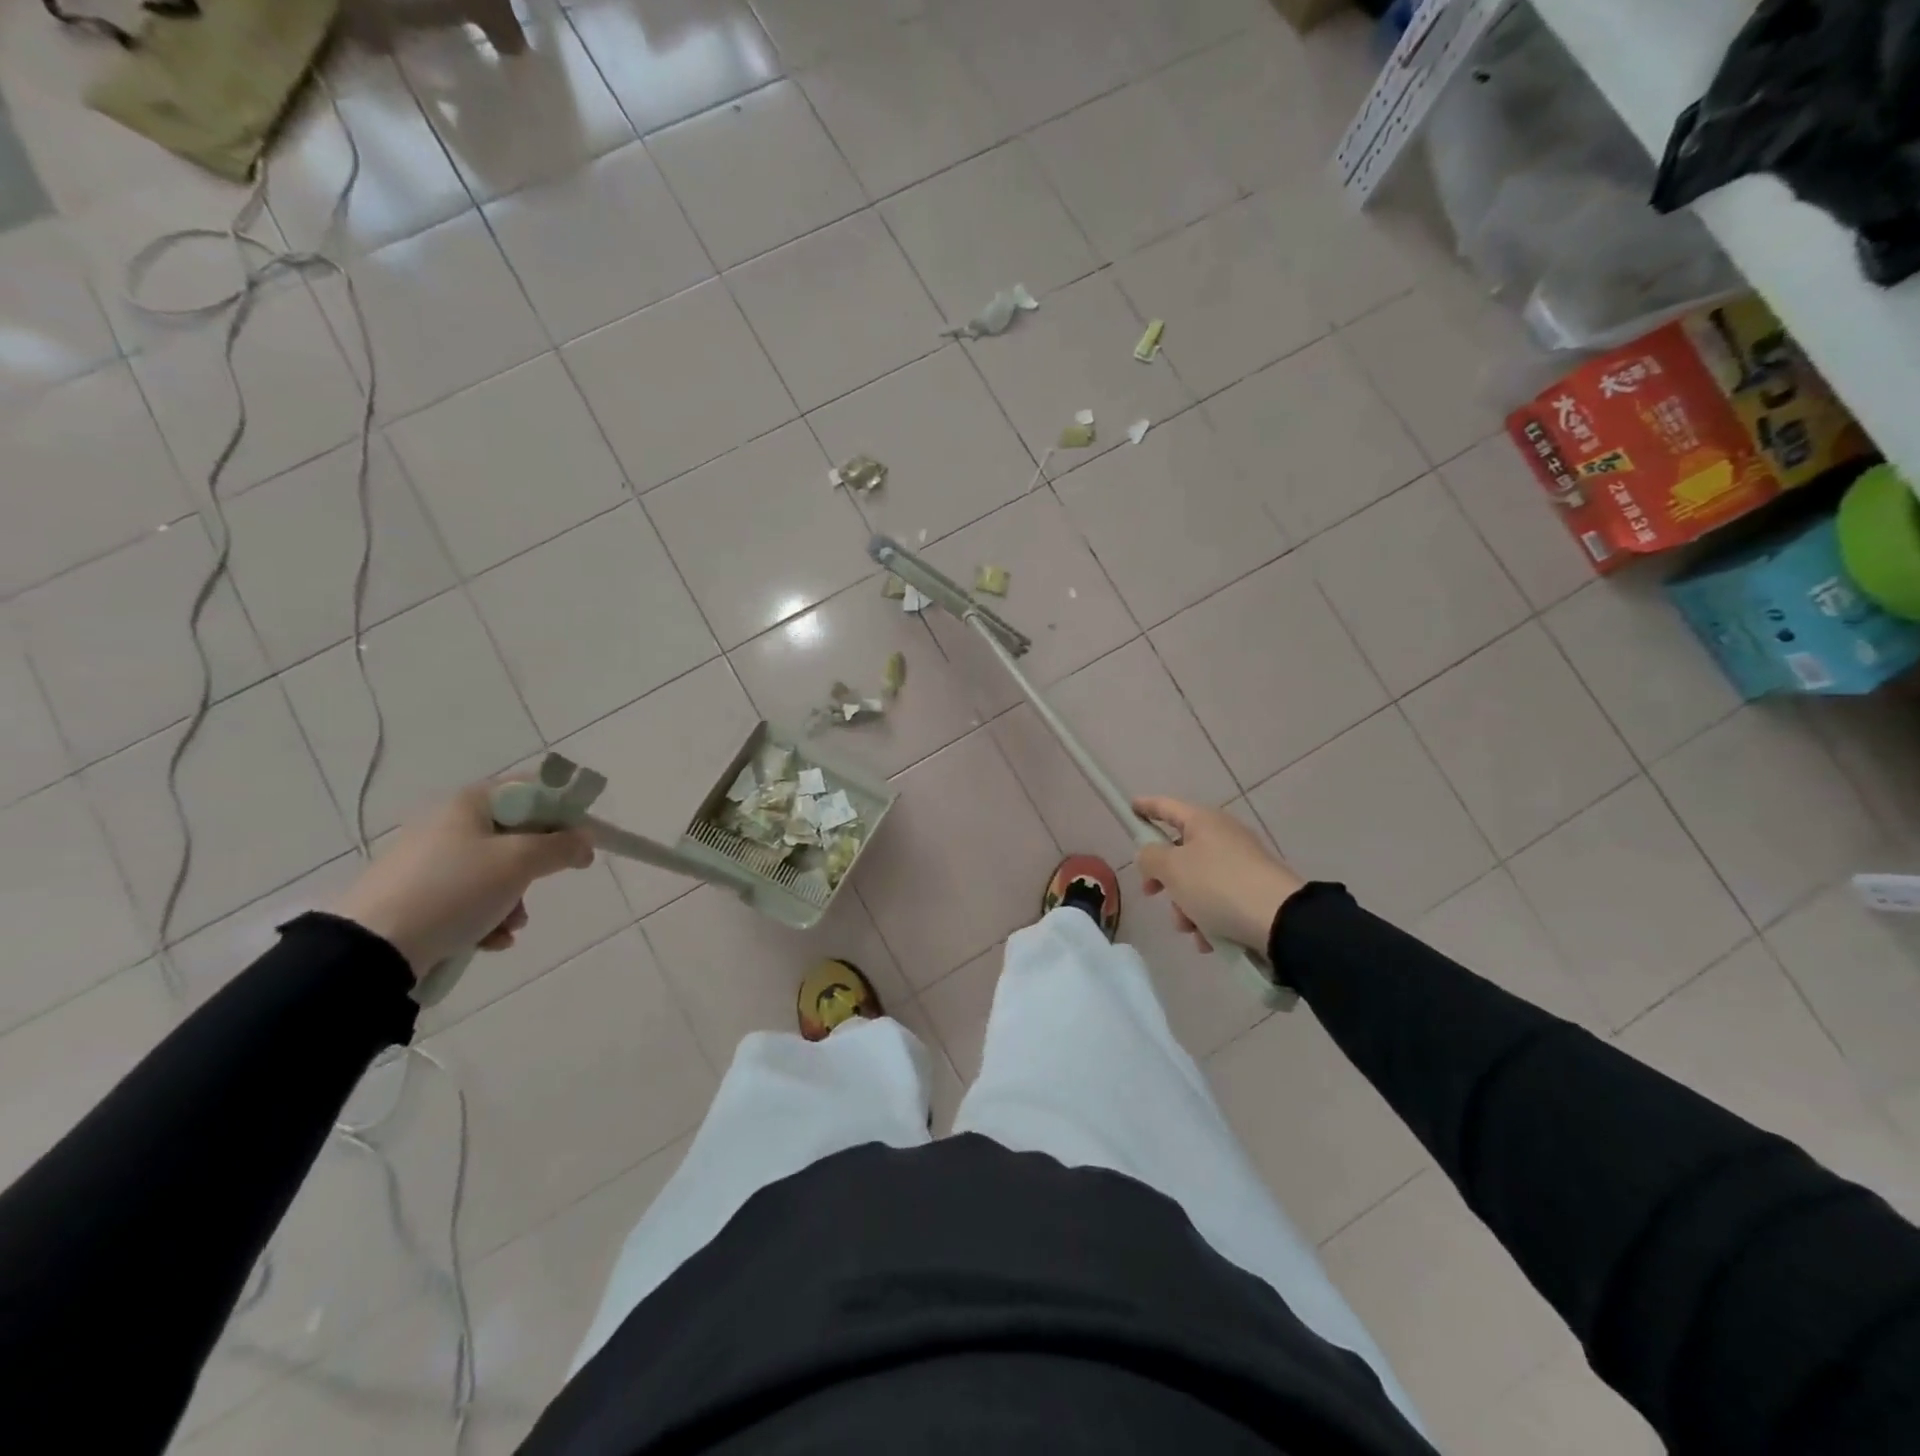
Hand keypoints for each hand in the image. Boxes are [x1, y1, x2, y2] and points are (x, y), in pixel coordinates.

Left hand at [328, 780, 594, 978]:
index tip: (583, 839)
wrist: (372, 948)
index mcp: (470, 802)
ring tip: (513, 924)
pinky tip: (492, 940)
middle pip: (517, 834)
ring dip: (515, 898)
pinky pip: (471, 898)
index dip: (564, 810)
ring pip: (497, 871)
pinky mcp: (419, 896)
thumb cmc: (455, 890)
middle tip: (548, 881)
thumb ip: (562, 846)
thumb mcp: (520, 862)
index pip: (532, 790)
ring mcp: (431, 861)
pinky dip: (488, 917)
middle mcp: (449, 824)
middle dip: (538, 865)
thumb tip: (585, 840)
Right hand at [1133, 797, 1303, 955]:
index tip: (1130, 807)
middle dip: (1164, 878)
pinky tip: (1208, 940)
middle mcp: (1223, 836)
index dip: (1146, 807)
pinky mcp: (1254, 891)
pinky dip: (1209, 919)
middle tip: (1151, 893)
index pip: (1166, 806)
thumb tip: (1151, 855)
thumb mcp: (1172, 869)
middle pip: (1180, 851)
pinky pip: (1219, 901)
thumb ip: (1150, 857)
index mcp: (1203, 821)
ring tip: (1190, 928)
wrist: (1281, 920)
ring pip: (1198, 881)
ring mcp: (1242, 864)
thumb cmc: (1218, 885)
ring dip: (1186, 906)